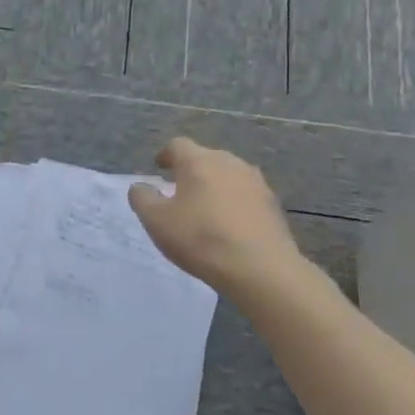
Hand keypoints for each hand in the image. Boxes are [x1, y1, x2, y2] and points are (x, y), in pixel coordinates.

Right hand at [128, 138, 319, 300]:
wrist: (261, 269)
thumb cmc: (201, 239)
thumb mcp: (156, 221)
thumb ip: (142, 198)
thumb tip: (141, 186)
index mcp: (198, 161)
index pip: (177, 145)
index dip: (165, 155)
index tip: (159, 168)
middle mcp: (229, 162)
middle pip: (205, 157)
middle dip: (190, 170)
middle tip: (179, 191)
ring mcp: (255, 181)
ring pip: (228, 175)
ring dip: (214, 185)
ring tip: (205, 208)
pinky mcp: (273, 203)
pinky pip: (245, 194)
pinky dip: (233, 202)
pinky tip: (229, 224)